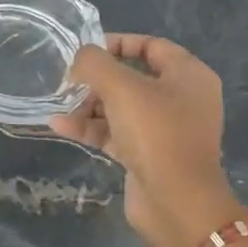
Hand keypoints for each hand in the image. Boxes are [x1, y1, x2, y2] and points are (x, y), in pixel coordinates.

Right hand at [51, 34, 247, 246]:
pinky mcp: (149, 155)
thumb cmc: (155, 132)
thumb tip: (80, 58)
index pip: (151, 46)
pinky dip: (91, 128)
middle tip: (68, 80)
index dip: (118, 43)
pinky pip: (116, 133)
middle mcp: (181, 99)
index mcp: (188, 75)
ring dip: (88, 105)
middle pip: (132, 77)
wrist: (177, 203)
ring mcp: (166, 130)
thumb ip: (95, 63)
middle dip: (97, 79)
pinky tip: (59, 125)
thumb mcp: (121, 87)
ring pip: (121, 107)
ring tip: (59, 104)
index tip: (86, 50)